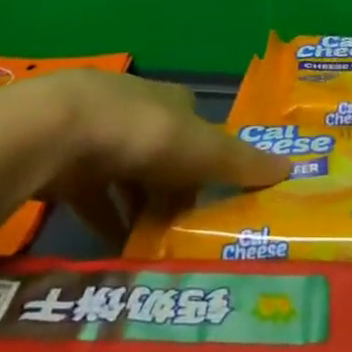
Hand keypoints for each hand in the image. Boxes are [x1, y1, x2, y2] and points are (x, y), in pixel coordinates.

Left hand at [30, 70, 289, 243]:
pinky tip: (116, 250)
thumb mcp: (201, 149)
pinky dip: (106, 221)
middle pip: (163, 154)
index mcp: (171, 101)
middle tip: (187, 231)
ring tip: (156, 248)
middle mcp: (135, 111)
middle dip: (174, 189)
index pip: (197, 127)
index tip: (218, 195)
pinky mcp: (66, 164)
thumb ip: (241, 162)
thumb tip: (292, 166)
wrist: (59, 131)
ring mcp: (96, 135)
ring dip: (141, 207)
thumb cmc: (143, 133)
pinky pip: (94, 198)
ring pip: (127, 176)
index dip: (209, 158)